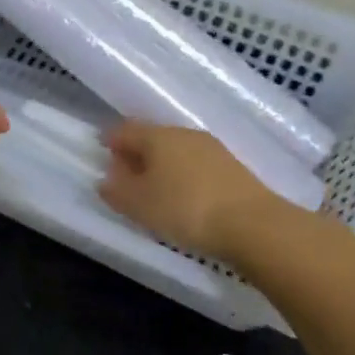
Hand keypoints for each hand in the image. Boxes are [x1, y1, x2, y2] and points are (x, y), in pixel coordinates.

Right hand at [97, 121, 280, 261]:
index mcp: (157, 136)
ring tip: (154, 190)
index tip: (102, 154)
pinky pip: (195, 164)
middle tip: (125, 177)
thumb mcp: (139, 205)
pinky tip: (182, 196)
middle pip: (152, 138)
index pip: (124, 130)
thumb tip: (106, 179)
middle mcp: (184, 134)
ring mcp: (212, 148)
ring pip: (176, 151)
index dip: (110, 141)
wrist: (253, 224)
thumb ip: (116, 190)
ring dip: (161, 165)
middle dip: (136, 154)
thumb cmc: (185, 209)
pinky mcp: (232, 167)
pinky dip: (182, 175)